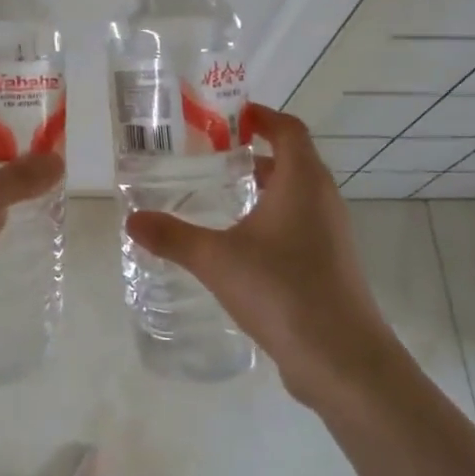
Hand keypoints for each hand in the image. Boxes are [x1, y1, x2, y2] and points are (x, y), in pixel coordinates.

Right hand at [126, 104, 401, 407]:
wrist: (342, 360)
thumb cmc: (282, 291)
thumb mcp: (217, 260)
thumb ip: (173, 237)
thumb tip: (132, 220)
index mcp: (302, 182)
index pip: (288, 129)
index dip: (261, 116)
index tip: (229, 116)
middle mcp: (322, 200)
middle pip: (292, 159)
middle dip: (254, 152)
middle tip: (211, 156)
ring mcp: (331, 234)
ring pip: (296, 195)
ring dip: (264, 187)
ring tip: (221, 196)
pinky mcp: (330, 264)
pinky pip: (300, 224)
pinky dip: (273, 219)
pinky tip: (241, 244)